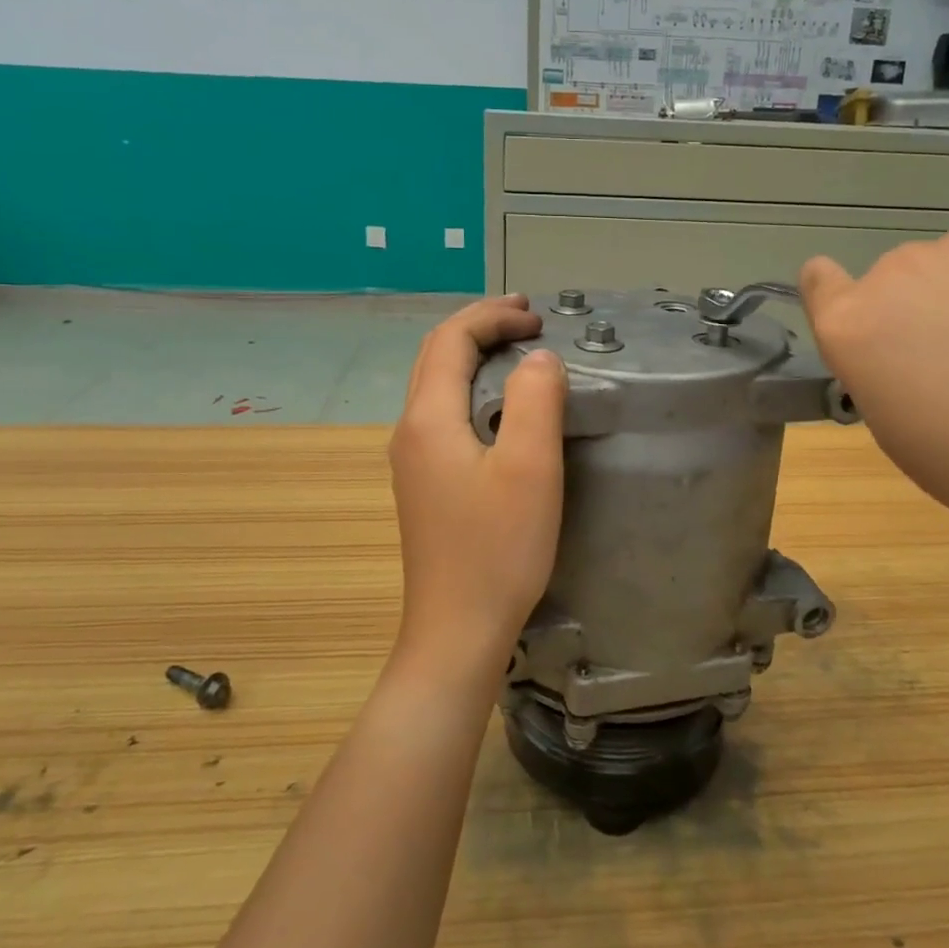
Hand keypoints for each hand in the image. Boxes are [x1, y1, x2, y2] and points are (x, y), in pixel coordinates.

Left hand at [388, 295, 567, 673]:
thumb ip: (536, 399)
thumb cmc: (497, 550)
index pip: (451, 340)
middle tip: (528, 319)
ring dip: (475, 356)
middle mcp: (410, 432)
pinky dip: (473, 389)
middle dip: (480, 327)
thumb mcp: (529, 468)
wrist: (457, 631)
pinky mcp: (425, 485)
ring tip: (517, 349)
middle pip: (436, 356)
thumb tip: (538, 357)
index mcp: (428, 419)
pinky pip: (444, 415)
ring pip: (437, 385)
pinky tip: (501, 406)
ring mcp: (413, 461)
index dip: (492, 317)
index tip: (537, 316)